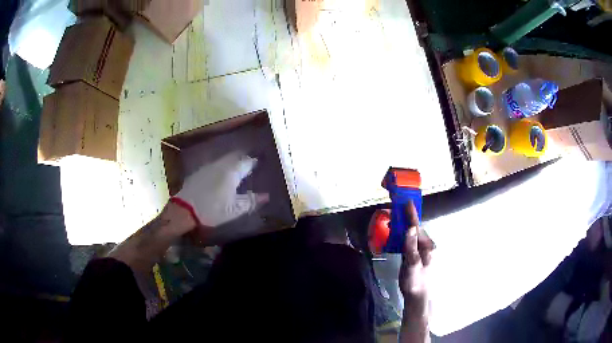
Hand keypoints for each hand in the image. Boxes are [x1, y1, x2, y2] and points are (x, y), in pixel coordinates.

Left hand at [174, 152, 268, 226]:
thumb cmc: (212, 210)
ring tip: (236, 168)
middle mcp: (221, 164)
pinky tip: (220, 174)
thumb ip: (251, 201)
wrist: (184, 209)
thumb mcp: (234, 210)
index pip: (247, 161)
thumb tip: (266, 196)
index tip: (259, 163)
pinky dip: (221, 166)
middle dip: (243, 158)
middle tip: (249, 164)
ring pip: (224, 158)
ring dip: (232, 161)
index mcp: (232, 172)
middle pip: (235, 155)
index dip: (254, 161)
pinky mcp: (199, 171)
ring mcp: (208, 166)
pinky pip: (214, 164)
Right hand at [399, 202, 434, 341]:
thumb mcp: (413, 264)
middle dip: (406, 219)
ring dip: (404, 228)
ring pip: (412, 236)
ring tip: (394, 221)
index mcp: (428, 246)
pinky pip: (409, 243)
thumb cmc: (416, 281)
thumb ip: (411, 246)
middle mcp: (426, 247)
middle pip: (415, 230)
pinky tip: (397, 237)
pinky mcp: (414, 258)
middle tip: (395, 211)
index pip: (417, 227)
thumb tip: (410, 228)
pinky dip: (403, 237)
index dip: (411, 215)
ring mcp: (420, 252)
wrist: (418, 297)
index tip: (407, 202)